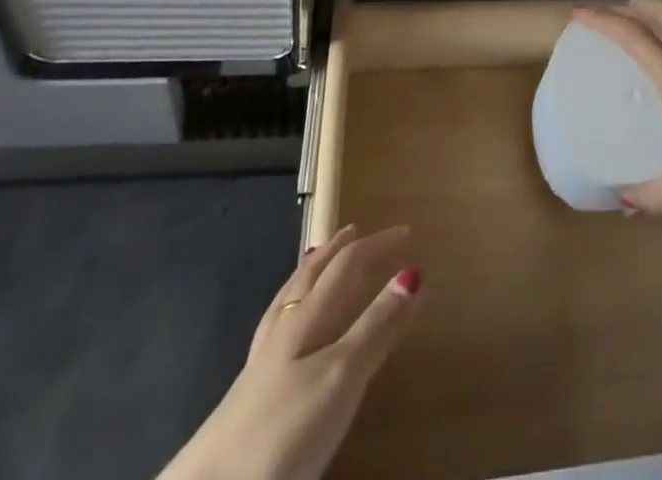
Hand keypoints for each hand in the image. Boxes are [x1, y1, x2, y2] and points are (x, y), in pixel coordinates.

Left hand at [160, 225, 421, 479]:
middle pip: (312, 275)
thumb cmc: (283, 430)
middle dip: (337, 250)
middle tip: (357, 230)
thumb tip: (413, 271)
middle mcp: (283, 330)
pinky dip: (291, 309)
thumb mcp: (341, 377)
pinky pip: (275, 329)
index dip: (377, 245)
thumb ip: (376, 327)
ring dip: (310, 273)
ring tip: (319, 258)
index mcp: (306, 318)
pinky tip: (287, 325)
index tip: (407, 231)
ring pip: (289, 300)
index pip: (346, 265)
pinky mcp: (248, 396)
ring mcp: (261, 363)